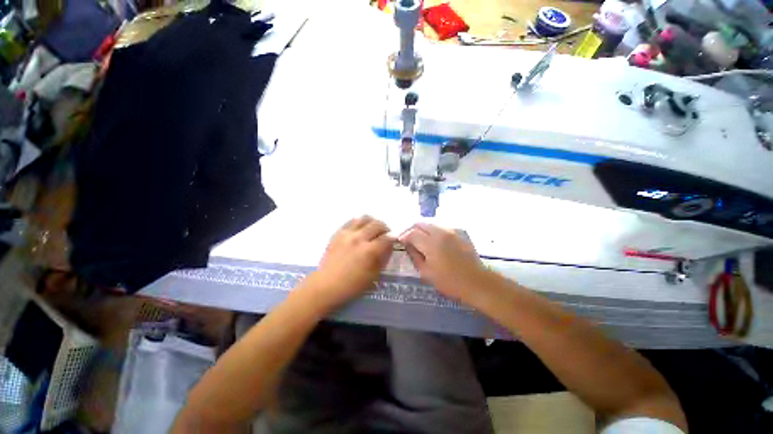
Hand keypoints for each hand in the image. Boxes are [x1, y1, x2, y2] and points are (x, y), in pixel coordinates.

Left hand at [306, 216, 394, 309]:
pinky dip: (359, 222)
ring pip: (364, 218)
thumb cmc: (352, 285)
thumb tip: (389, 246)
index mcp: (369, 251)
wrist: (326, 285)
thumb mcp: (374, 275)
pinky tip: (360, 229)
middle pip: (377, 224)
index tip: (393, 241)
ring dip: (372, 222)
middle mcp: (359, 239)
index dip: (393, 239)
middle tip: (385, 234)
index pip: (387, 238)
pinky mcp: (338, 233)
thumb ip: (384, 258)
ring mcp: (347, 234)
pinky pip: (351, 221)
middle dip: (385, 228)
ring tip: (373, 229)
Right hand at [399, 223, 490, 305]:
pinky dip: (431, 230)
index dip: (403, 236)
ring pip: (430, 223)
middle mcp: (439, 232)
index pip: (412, 233)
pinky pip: (439, 226)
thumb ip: (415, 256)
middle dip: (411, 229)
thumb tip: (408, 245)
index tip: (400, 241)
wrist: (476, 281)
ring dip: (421, 228)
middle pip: (420, 223)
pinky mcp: (457, 232)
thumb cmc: (449, 281)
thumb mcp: (426, 272)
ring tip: (418, 238)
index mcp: (430, 243)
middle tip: (407, 238)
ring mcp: (450, 231)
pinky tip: (431, 239)